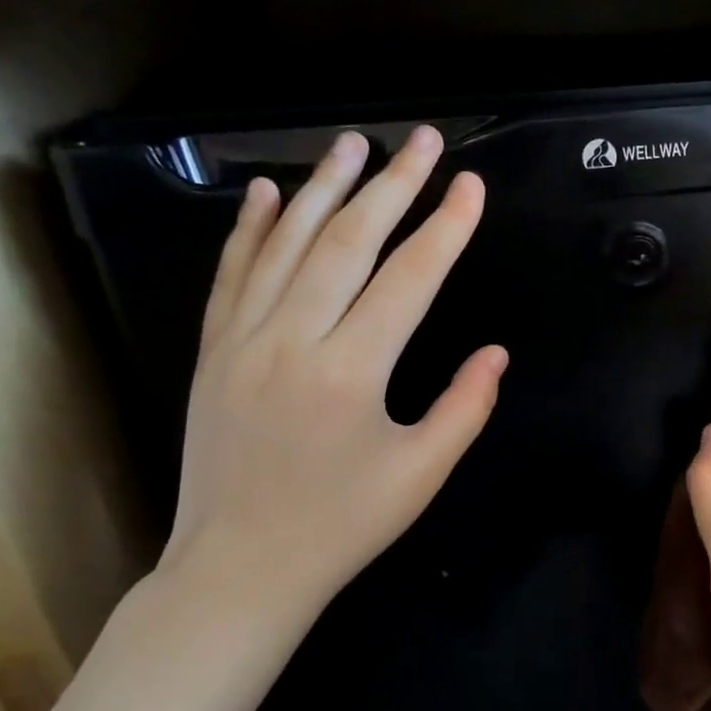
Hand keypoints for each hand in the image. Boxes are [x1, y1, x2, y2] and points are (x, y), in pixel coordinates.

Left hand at [158, 126, 506, 626]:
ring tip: (353, 143)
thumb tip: (496, 351)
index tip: (470, 184)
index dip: (446, 227)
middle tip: (423, 139)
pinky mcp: (214, 351)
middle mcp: (292, 341)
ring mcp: (243, 341)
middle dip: (392, 185)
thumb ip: (466, 406)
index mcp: (351, 372)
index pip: (409, 278)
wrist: (237, 571)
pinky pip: (232, 275)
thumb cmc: (342, 526)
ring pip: (286, 244)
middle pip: (348, 242)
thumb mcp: (421, 474)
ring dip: (323, 186)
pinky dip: (250, 228)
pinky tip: (266, 191)